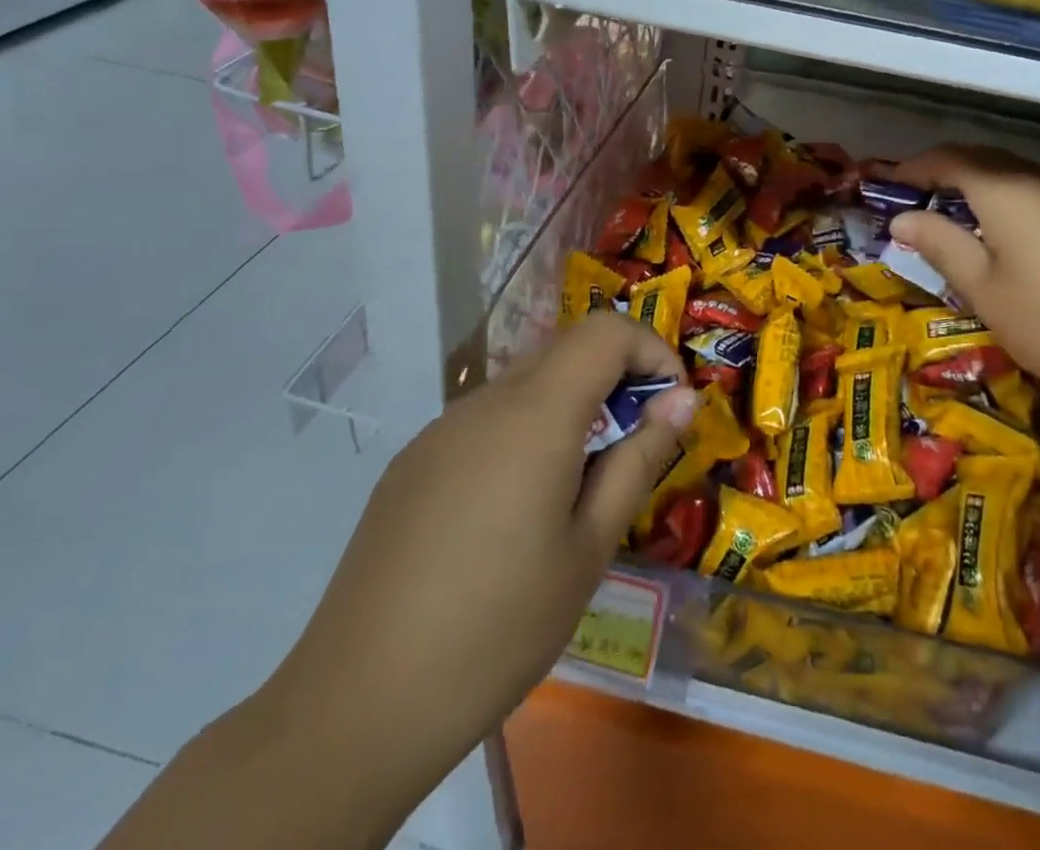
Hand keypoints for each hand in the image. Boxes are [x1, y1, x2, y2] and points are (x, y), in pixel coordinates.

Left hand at [261, 314, 695, 795]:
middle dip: (617, 376)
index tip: (671, 404)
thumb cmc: (499, 628)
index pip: (606, 330)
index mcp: (535, 415)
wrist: (357, 708)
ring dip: (572, 404)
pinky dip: (527, 429)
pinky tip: (516, 507)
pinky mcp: (413, 462)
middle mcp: (485, 402)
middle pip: (567, 348)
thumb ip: (640, 458)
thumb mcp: (590, 547)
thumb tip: (682, 399)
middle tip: (636, 442)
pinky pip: (487, 418)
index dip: (650, 350)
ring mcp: (441, 429)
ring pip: (526, 382)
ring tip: (580, 481)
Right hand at [890, 146, 1039, 420]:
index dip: (916, 167)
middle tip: (921, 199)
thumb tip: (902, 218)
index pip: (950, 159)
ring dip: (985, 186)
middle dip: (948, 172)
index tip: (891, 182)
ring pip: (1020, 175)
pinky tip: (1018, 235)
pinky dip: (1018, 201)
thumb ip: (941, 245)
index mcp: (1007, 190)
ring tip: (964, 218)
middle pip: (986, 160)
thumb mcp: (985, 291)